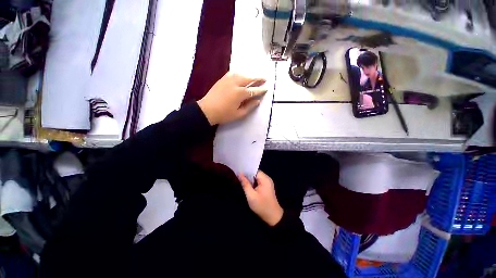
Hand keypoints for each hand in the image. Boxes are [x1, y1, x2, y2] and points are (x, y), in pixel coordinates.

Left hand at [197, 72, 266, 124]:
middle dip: (258, 79)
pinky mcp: (222, 79)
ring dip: (249, 75)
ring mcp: (228, 80)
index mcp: (240, 93)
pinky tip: (241, 76)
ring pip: (241, 74)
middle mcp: (235, 84)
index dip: (261, 90)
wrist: (207, 110)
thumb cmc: (224, 114)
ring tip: (254, 77)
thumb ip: (249, 107)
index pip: (254, 90)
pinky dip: (239, 74)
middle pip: (249, 79)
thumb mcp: (239, 114)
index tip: (266, 88)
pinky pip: (233, 74)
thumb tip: (257, 101)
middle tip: (264, 79)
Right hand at [239, 171, 282, 226]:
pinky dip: (253, 183)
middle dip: (247, 175)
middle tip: (238, 178)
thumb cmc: (261, 206)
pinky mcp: (267, 187)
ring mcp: (267, 183)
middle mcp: (267, 178)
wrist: (273, 217)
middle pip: (255, 173)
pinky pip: (258, 181)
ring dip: (250, 180)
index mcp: (265, 179)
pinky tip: (248, 186)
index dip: (246, 171)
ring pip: (256, 178)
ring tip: (242, 182)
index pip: (254, 170)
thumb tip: (240, 174)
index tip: (238, 173)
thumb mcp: (251, 195)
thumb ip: (245, 184)